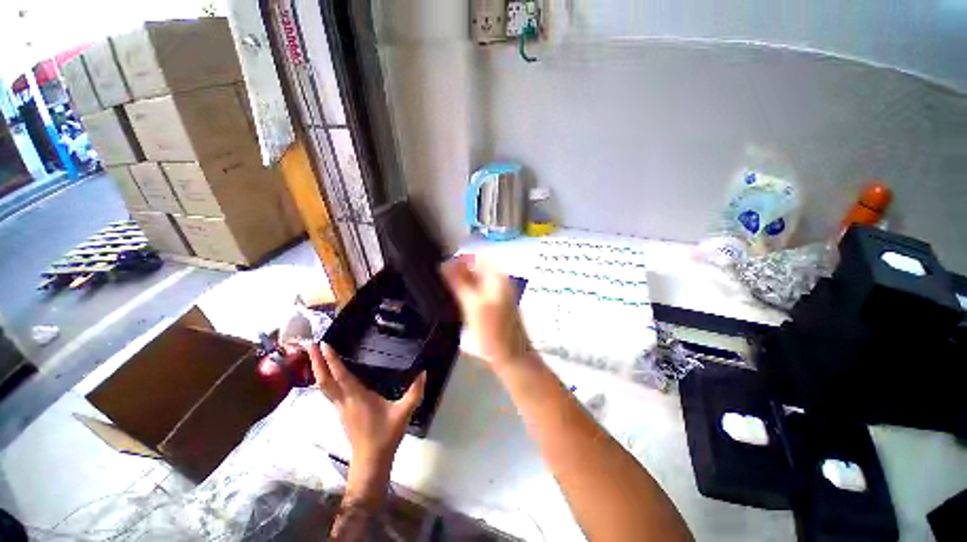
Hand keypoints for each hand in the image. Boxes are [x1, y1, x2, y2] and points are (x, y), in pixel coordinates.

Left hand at [307, 343, 425, 501]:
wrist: (371, 461)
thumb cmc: (386, 435)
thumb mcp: (404, 412)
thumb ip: (415, 391)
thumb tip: (424, 372)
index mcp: (357, 398)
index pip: (341, 375)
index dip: (332, 360)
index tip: (324, 344)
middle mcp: (344, 401)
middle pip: (324, 380)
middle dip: (316, 362)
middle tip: (311, 345)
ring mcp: (340, 408)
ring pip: (323, 387)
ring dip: (317, 370)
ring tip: (314, 356)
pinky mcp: (341, 413)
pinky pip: (328, 393)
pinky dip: (324, 380)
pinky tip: (327, 376)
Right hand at [442, 255, 533, 368]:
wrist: (510, 355)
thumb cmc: (492, 330)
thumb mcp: (472, 304)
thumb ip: (458, 282)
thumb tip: (444, 263)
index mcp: (497, 276)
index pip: (475, 256)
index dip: (458, 259)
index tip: (440, 266)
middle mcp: (499, 281)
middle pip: (476, 268)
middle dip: (458, 271)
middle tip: (439, 278)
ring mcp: (497, 293)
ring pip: (475, 280)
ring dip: (461, 282)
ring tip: (444, 287)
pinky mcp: (494, 304)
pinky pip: (478, 291)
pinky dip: (466, 292)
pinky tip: (456, 299)